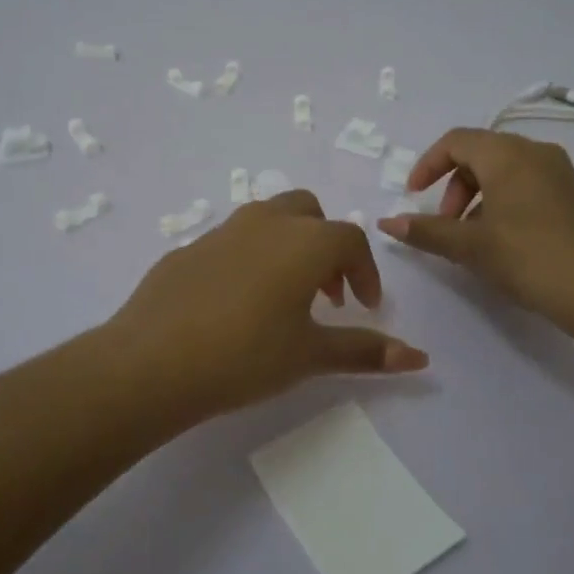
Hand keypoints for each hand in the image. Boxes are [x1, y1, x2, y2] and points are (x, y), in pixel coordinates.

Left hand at [108, 190, 428, 415]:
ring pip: (268, 219)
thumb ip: (365, 351)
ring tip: (284, 298)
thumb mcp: (310, 355)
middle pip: (309, 213)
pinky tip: (235, 304)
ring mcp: (221, 230)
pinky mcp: (188, 247)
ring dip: (288, 247)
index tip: (364, 306)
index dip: (364, 272)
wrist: (153, 360)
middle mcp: (265, 222)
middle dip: (326, 246)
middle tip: (326, 294)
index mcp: (303, 240)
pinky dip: (249, 259)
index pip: (350, 240)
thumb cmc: (245, 355)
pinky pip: (232, 241)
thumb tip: (420, 358)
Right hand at [377, 127, 573, 336]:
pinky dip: (502, 202)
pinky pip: (526, 184)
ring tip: (471, 238)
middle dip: (452, 185)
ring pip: (503, 170)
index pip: (455, 141)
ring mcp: (560, 172)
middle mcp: (535, 152)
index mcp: (507, 154)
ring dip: (476, 196)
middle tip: (445, 224)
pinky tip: (502, 241)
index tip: (413, 195)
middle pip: (479, 153)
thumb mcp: (470, 246)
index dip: (427, 165)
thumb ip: (426, 231)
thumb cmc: (530, 258)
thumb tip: (386, 223)